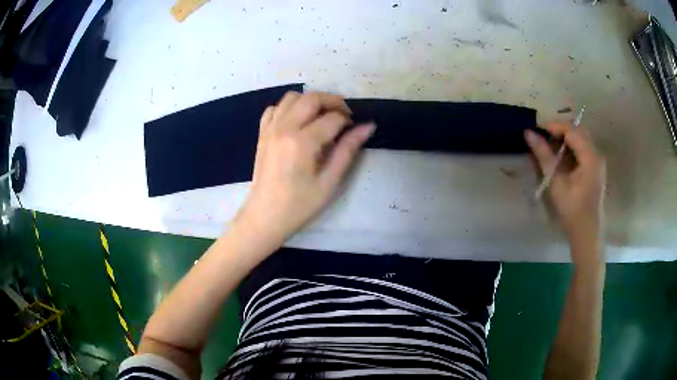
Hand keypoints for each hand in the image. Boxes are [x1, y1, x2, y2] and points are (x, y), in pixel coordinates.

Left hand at [236, 91, 374, 243]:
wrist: (265, 216)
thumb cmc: (299, 205)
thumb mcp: (329, 182)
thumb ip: (348, 150)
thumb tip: (367, 126)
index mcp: (302, 142)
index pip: (332, 118)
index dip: (348, 120)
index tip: (354, 129)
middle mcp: (284, 128)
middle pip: (311, 98)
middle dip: (332, 102)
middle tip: (344, 116)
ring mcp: (270, 129)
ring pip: (292, 97)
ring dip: (310, 101)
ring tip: (322, 117)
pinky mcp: (262, 134)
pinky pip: (275, 108)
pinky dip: (289, 107)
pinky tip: (297, 121)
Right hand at [525, 121, 605, 246]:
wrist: (587, 234)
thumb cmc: (572, 211)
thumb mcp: (556, 183)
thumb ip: (544, 156)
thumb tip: (528, 133)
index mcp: (590, 157)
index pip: (571, 130)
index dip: (554, 125)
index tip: (537, 128)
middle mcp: (596, 154)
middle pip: (578, 131)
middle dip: (560, 130)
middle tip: (543, 136)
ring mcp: (597, 161)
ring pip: (581, 138)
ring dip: (565, 138)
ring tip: (550, 146)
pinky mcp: (595, 168)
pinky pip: (583, 148)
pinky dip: (571, 147)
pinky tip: (561, 156)